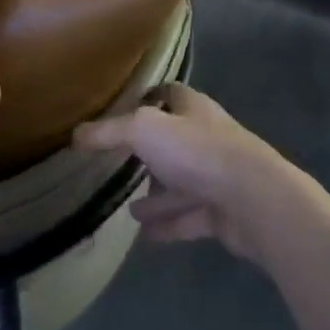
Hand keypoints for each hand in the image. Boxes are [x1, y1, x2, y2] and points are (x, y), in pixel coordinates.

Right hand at [74, 84, 303, 263]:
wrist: (255, 200)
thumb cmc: (198, 153)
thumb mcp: (143, 131)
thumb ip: (108, 132)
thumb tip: (75, 134)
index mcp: (194, 110)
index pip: (170, 94)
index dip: (148, 97)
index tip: (123, 108)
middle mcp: (209, 138)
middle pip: (176, 141)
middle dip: (151, 152)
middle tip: (119, 163)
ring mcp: (219, 177)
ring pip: (183, 183)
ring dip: (158, 194)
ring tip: (127, 208)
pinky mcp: (224, 212)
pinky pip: (190, 217)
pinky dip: (168, 224)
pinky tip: (144, 234)